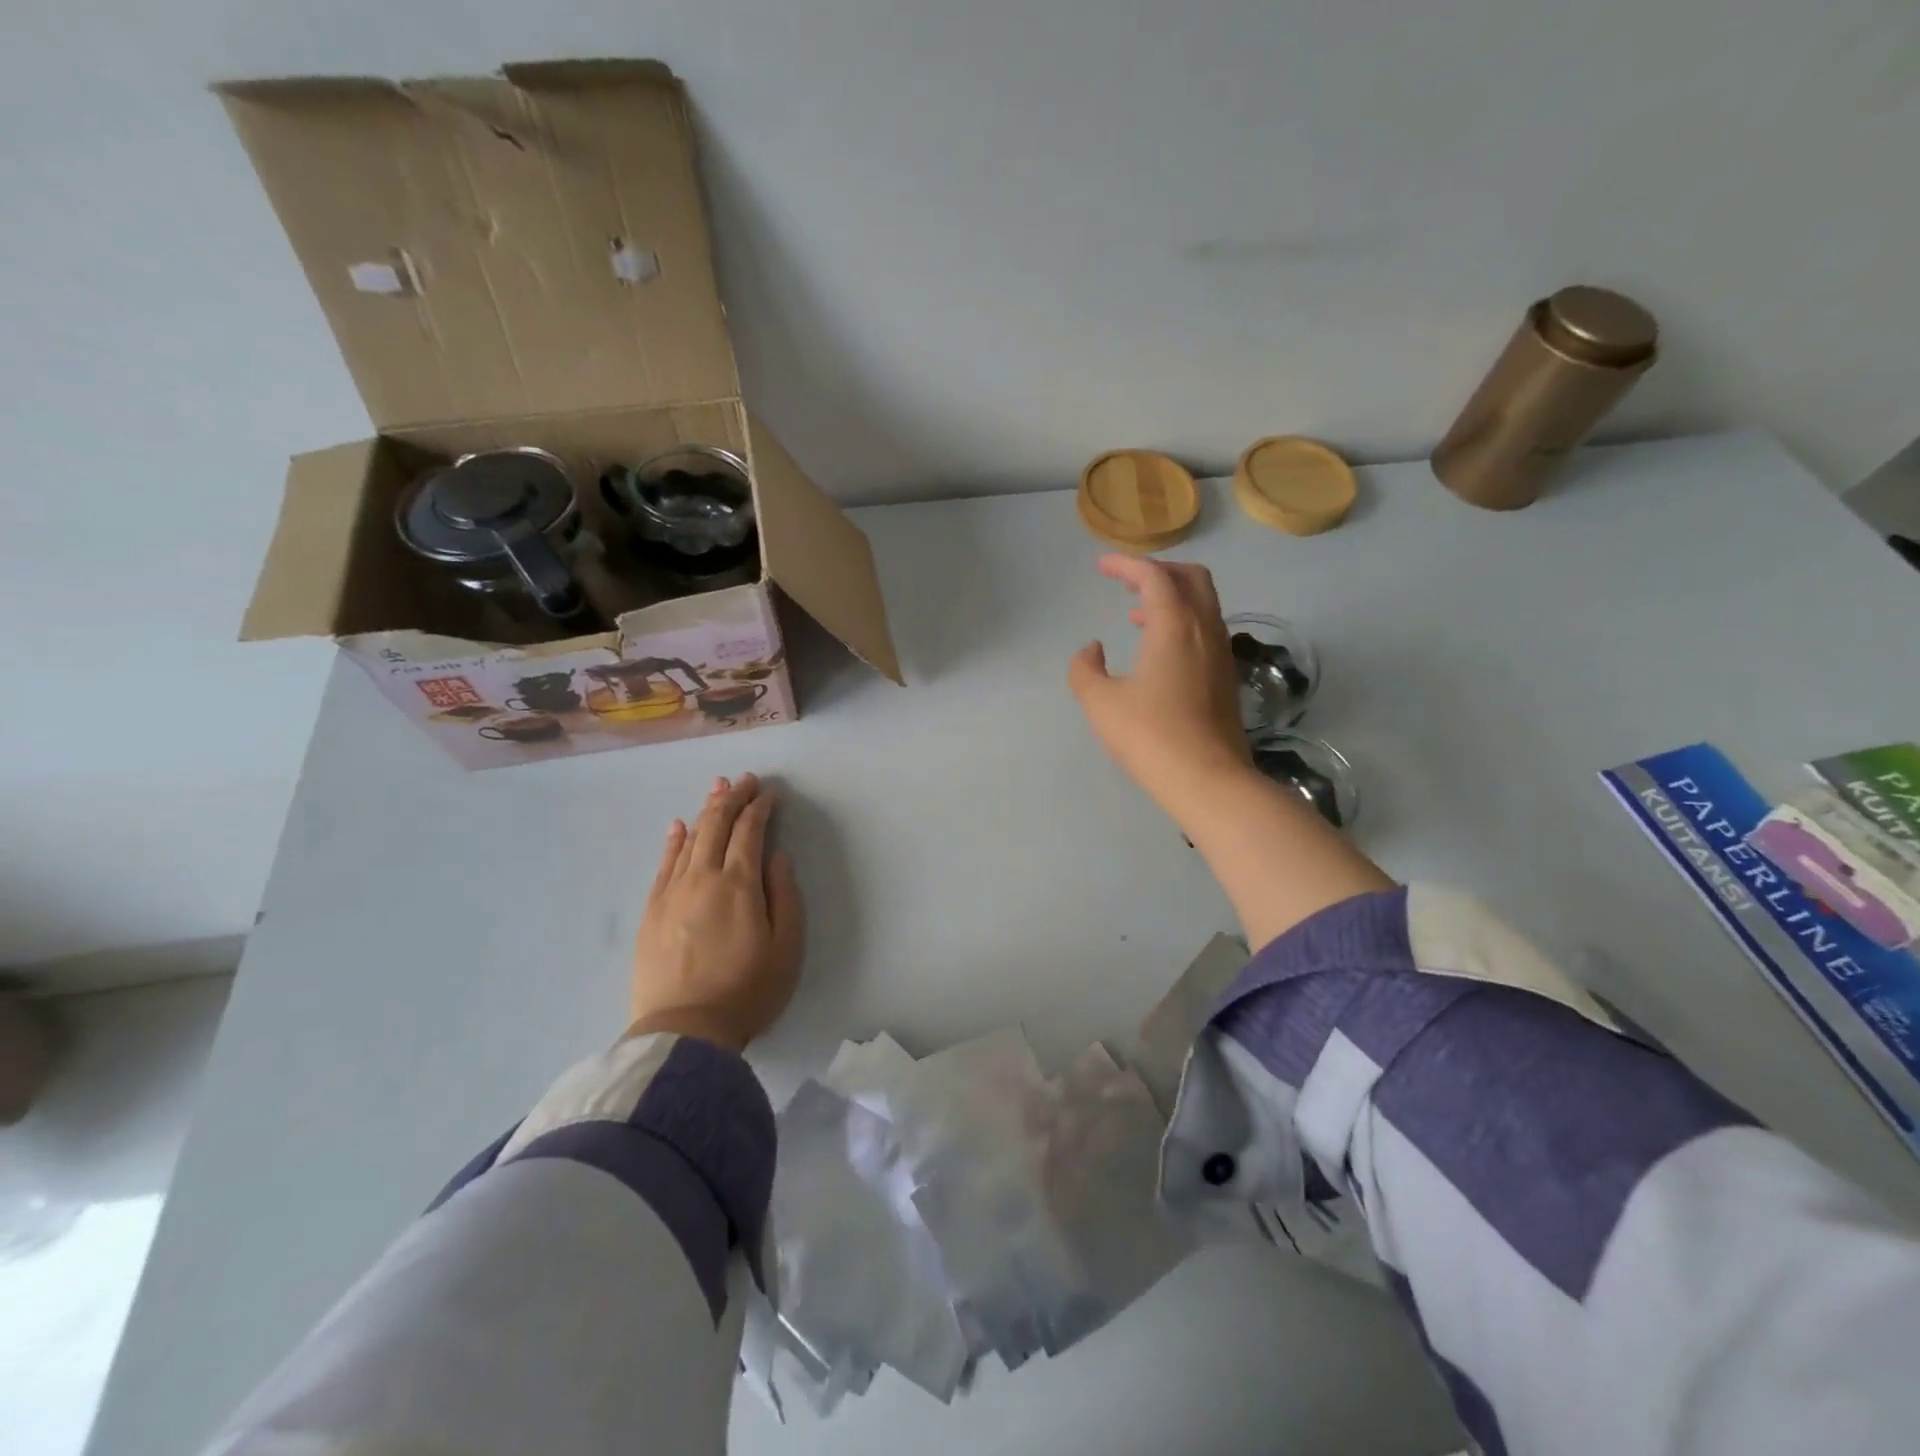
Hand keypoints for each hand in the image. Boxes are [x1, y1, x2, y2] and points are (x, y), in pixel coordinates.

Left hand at [625, 773, 803, 1052]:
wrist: (684, 1031)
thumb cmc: (747, 990)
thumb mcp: (787, 946)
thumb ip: (784, 895)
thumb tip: (777, 856)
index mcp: (738, 883)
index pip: (749, 831)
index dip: (760, 808)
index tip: (770, 794)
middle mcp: (702, 877)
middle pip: (716, 825)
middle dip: (732, 798)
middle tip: (744, 780)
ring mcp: (671, 892)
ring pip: (689, 839)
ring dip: (705, 811)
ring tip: (717, 790)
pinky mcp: (651, 911)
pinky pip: (663, 864)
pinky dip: (674, 841)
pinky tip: (678, 827)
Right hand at [1069, 554, 1251, 813]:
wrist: (1208, 780)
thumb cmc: (1150, 736)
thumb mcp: (1100, 702)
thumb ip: (1085, 668)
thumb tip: (1092, 649)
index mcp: (1175, 625)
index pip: (1154, 576)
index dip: (1126, 565)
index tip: (1101, 566)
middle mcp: (1205, 629)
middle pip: (1191, 578)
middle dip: (1159, 571)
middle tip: (1129, 582)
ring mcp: (1221, 653)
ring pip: (1203, 604)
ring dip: (1171, 598)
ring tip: (1137, 617)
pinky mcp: (1226, 677)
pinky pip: (1206, 630)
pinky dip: (1182, 623)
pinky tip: (1159, 652)